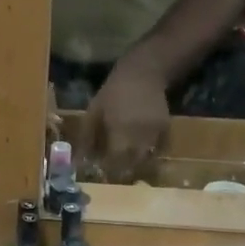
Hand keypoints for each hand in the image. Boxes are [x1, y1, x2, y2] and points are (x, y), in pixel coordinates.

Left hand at [82, 59, 168, 182]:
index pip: (115, 160)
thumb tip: (79, 161)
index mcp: (120, 129)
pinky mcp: (166, 129)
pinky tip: (140, 154)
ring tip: (125, 165)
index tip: (100, 172)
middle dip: (122, 171)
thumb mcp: (94, 111)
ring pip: (147, 159)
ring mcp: (155, 132)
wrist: (143, 73)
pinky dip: (150, 156)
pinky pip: (159, 150)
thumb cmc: (113, 92)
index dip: (108, 170)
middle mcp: (140, 133)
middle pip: (132, 164)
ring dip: (136, 166)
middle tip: (113, 172)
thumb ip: (86, 137)